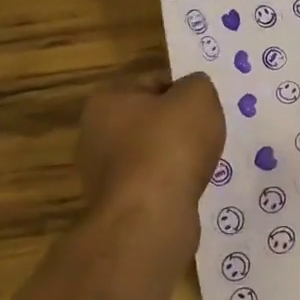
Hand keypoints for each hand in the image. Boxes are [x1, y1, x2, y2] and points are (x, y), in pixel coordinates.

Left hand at [76, 74, 225, 230]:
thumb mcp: (198, 95)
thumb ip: (197, 84)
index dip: (183, 91)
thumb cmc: (171, 144)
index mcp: (107, 100)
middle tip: (205, 134)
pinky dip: (170, 184)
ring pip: (150, 154)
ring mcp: (101, 174)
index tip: (204, 107)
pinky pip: (151, 184)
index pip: (153, 82)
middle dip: (177, 126)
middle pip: (149, 120)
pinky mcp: (115, 205)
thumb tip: (192, 93)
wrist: (151, 216)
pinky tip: (188, 188)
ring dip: (174, 157)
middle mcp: (94, 135)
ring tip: (200, 164)